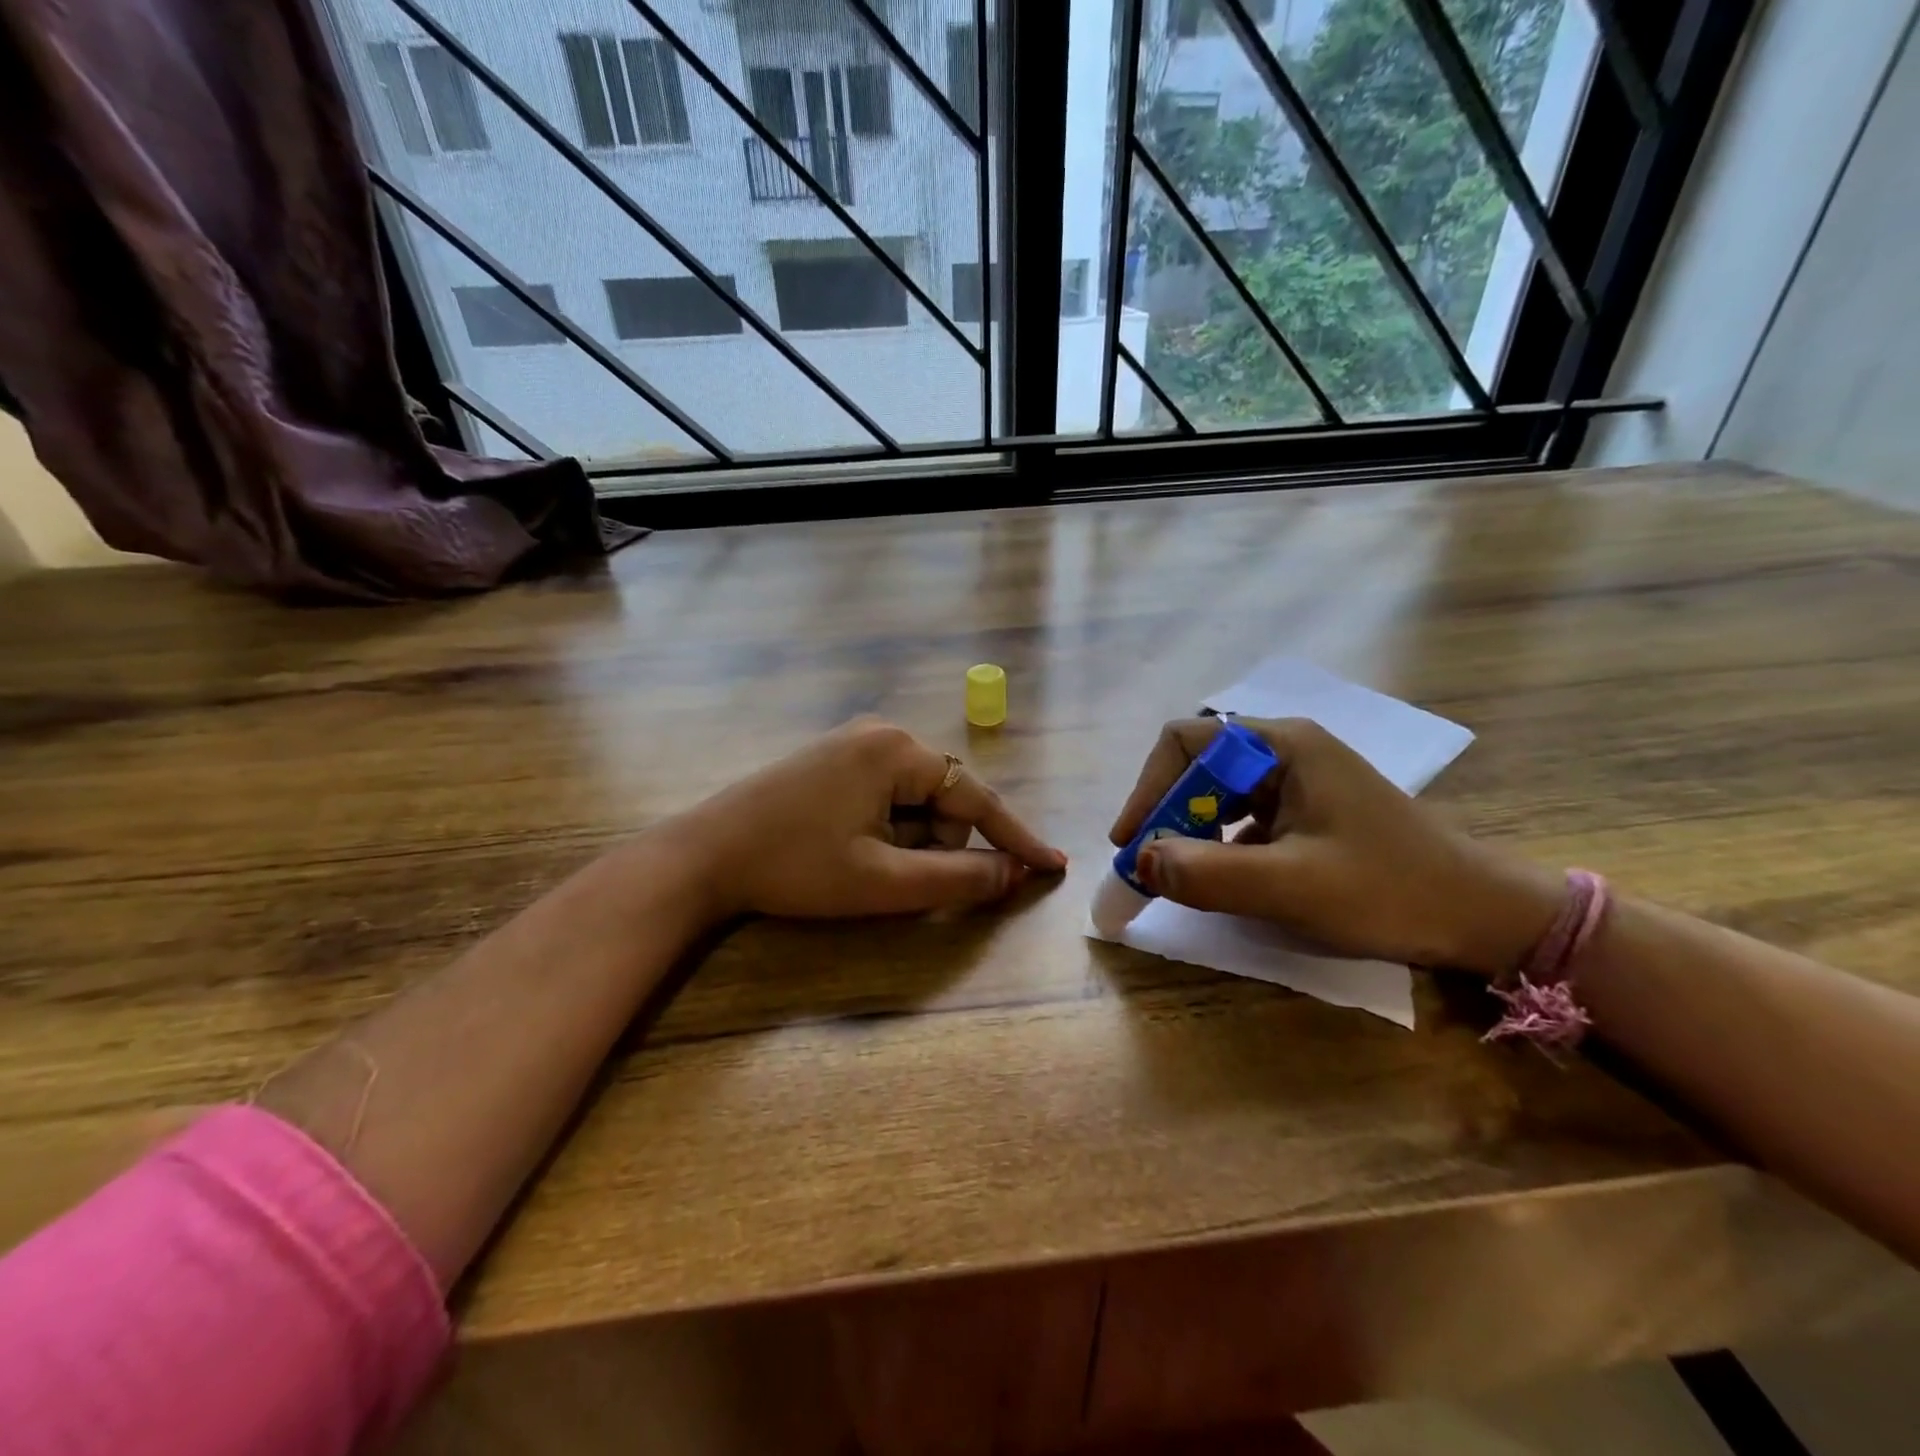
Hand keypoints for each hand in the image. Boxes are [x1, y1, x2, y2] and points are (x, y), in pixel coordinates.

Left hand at [671, 718, 1067, 920]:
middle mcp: (882, 733)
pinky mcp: (832, 759)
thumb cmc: (797, 867)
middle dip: (933, 844)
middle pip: (943, 799)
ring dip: (905, 840)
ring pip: (913, 800)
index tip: (1051, 865)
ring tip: (857, 863)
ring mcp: (853, 742)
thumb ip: (957, 878)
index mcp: (898, 751)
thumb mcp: (884, 881)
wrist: (704, 854)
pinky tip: (844, 846)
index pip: (977, 797)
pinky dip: (884, 828)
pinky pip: (884, 794)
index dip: (1015, 837)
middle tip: (887, 876)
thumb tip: (1014, 875)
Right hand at [1109, 717, 1562, 975]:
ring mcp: (1300, 780)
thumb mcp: (1292, 888)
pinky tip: (1224, 879)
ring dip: (1190, 830)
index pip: (1185, 742)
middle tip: (1151, 864)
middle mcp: (1286, 750)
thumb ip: (1208, 874)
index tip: (1132, 841)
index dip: (1148, 788)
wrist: (1485, 916)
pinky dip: (1218, 844)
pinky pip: (1243, 817)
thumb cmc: (1390, 891)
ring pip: (1218, 792)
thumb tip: (1140, 862)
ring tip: (1180, 875)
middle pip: (1197, 764)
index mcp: (1282, 746)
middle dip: (1166, 812)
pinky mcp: (1309, 810)